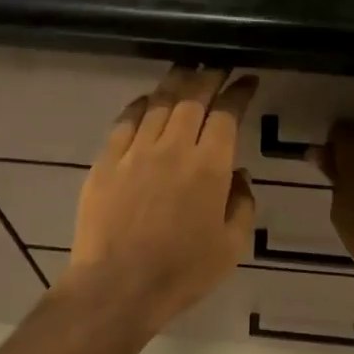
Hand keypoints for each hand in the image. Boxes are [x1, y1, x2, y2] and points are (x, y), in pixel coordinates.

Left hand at [66, 66, 258, 335]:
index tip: (247, 81)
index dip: (238, 93)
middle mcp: (173, 148)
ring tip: (187, 70)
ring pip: (158, 103)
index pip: (226, 114)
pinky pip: (125, 121)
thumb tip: (239, 175)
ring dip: (176, 83)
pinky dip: (140, 105)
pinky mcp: (107, 162)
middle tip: (218, 66)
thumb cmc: (182, 272)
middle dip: (209, 76)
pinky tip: (147, 100)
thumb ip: (242, 204)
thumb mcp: (232, 246)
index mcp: (209, 166)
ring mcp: (135, 152)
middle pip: (192, 98)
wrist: (118, 286)